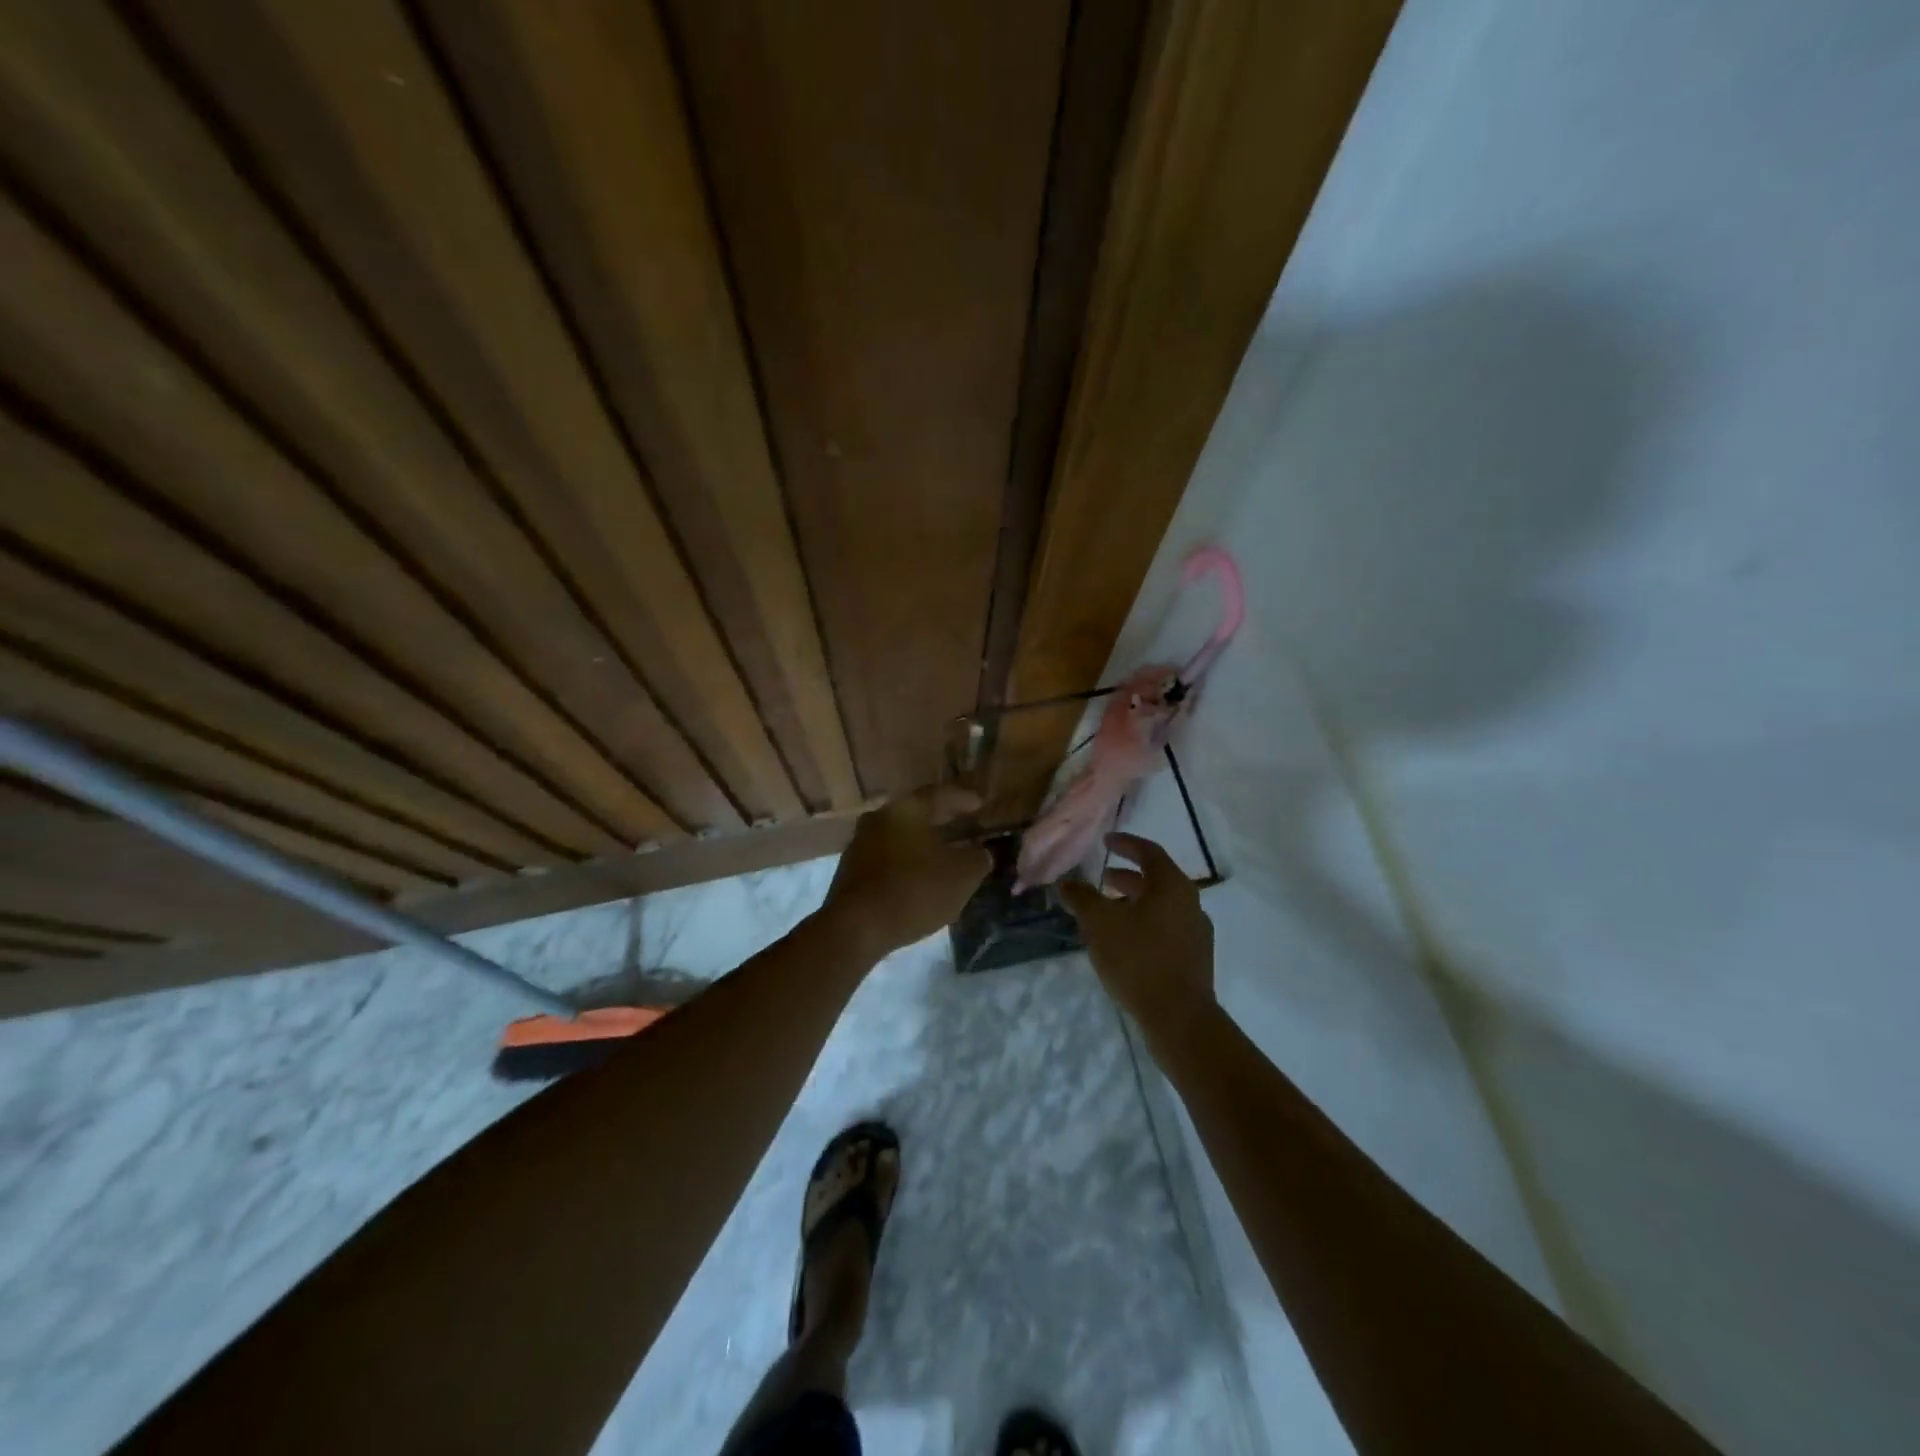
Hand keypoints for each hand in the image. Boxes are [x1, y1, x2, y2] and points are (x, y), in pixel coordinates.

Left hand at [819, 785, 991, 960]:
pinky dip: (907, 862)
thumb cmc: (914, 890)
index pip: (940, 794)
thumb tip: (982, 852)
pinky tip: (920, 876)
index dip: (964, 799)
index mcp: (906, 809)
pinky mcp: (851, 871)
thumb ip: (978, 858)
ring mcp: (860, 844)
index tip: (980, 804)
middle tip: (966, 825)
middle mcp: (879, 818)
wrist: (856, 928)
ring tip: (945, 853)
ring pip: (901, 836)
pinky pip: (888, 858)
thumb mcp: (962, 875)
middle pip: (918, 814)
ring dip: (924, 843)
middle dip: (943, 820)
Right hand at [1061, 833, 1215, 1053]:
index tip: (1106, 841)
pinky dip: (1144, 924)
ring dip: (1135, 903)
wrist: (1179, 1017)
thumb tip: (1066, 883)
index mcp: (1172, 886)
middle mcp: (1190, 903)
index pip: (1149, 852)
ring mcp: (1196, 933)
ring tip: (1108, 913)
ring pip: (1162, 907)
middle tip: (1104, 878)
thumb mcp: (1100, 923)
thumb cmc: (1138, 958)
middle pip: (1157, 880)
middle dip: (1128, 876)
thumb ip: (1082, 898)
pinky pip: (1166, 929)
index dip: (1126, 844)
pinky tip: (1124, 943)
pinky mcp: (1195, 959)